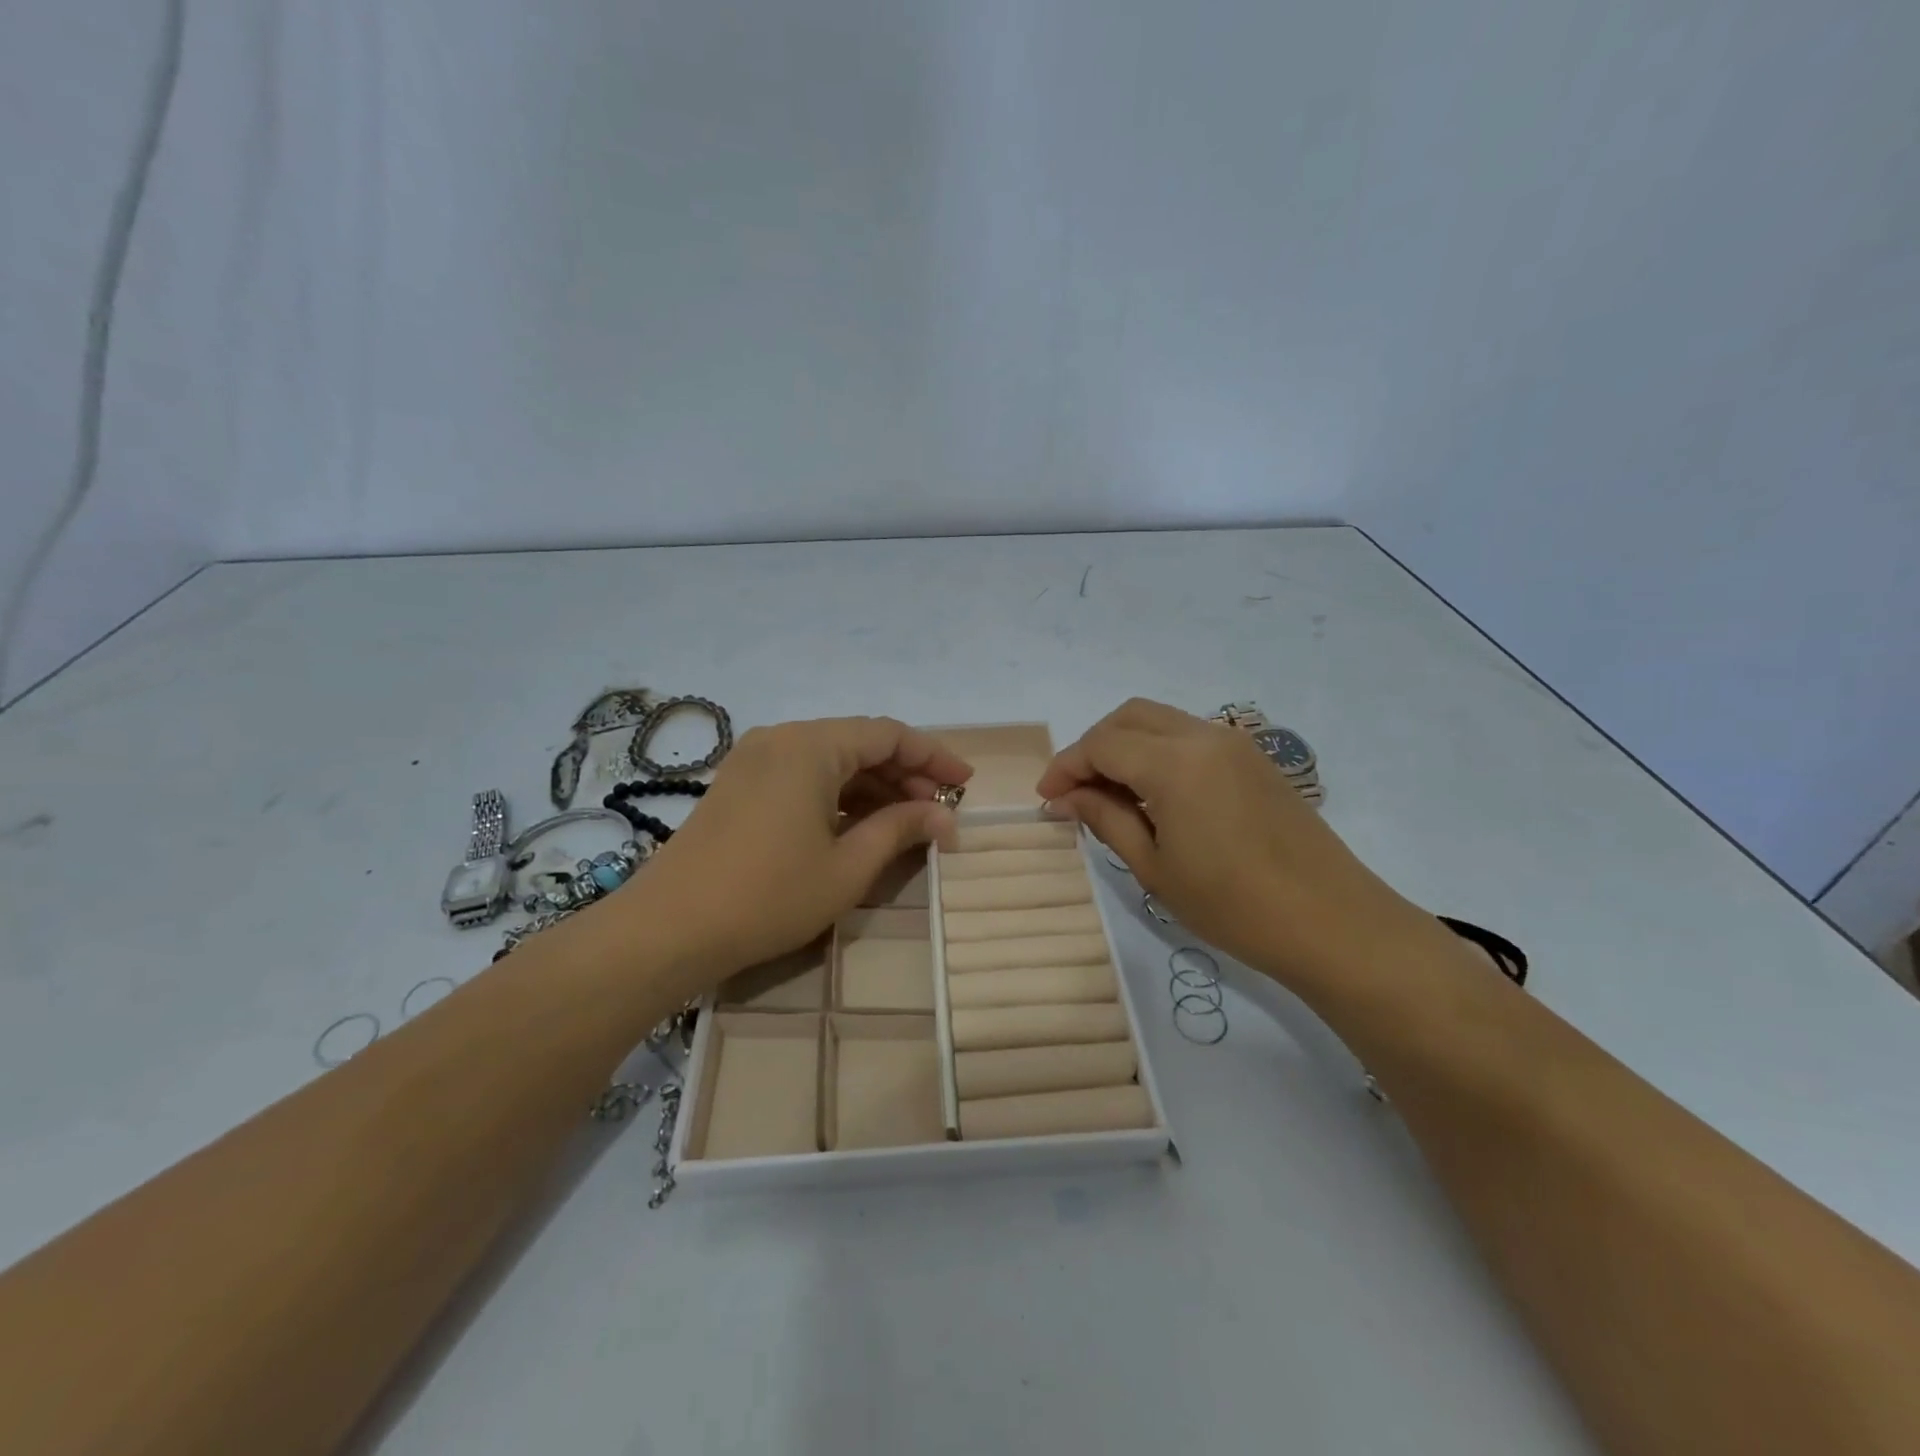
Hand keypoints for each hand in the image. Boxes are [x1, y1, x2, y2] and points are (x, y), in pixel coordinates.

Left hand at [623, 717, 972, 982]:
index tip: (966, 784)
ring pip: (832, 761)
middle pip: (860, 744)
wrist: (668, 929)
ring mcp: (756, 760)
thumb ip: (901, 830)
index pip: (890, 735)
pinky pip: (804, 776)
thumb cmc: (768, 896)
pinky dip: (839, 795)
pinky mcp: (740, 785)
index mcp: (811, 746)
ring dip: (873, 787)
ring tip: (907, 823)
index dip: (934, 757)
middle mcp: (783, 739)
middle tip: (939, 812)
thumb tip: (946, 819)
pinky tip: (859, 825)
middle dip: (905, 775)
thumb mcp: (847, 867)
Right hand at [1036, 699, 1423, 983]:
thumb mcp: (1154, 867)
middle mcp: (1203, 737)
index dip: (1066, 767)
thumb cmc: (1232, 905)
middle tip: (1076, 791)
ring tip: (1111, 795)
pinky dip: (1158, 751)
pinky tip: (1154, 795)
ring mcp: (1235, 744)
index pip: (1101, 744)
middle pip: (1129, 717)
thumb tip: (1065, 797)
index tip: (1047, 798)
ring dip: (1126, 746)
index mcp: (1174, 763)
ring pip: (1161, 721)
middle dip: (1093, 747)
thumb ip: (1105, 819)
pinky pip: (1190, 737)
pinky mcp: (1254, 759)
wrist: (1332, 922)